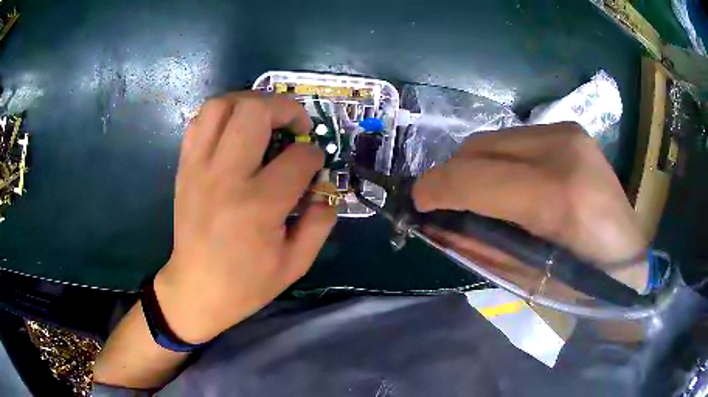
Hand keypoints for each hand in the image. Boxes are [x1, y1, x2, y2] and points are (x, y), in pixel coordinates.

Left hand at [155, 92, 335, 342]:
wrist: (195, 289)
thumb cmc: (246, 283)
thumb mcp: (295, 264)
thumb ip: (320, 224)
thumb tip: (326, 191)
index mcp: (259, 206)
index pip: (298, 157)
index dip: (314, 155)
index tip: (314, 165)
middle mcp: (226, 177)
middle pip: (256, 111)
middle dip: (286, 108)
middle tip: (295, 125)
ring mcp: (199, 168)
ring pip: (222, 105)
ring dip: (250, 101)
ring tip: (264, 118)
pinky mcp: (184, 168)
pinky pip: (199, 122)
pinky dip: (221, 114)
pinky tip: (233, 130)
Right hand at [412, 122, 647, 290]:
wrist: (629, 262)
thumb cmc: (582, 285)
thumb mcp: (525, 278)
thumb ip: (476, 246)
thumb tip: (435, 224)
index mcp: (559, 196)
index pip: (475, 177)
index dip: (436, 189)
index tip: (416, 203)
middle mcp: (564, 150)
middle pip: (479, 147)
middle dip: (451, 175)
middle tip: (445, 204)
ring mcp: (569, 133)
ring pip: (493, 139)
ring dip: (474, 167)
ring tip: (477, 195)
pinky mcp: (571, 130)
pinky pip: (514, 139)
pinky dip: (498, 160)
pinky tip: (508, 182)